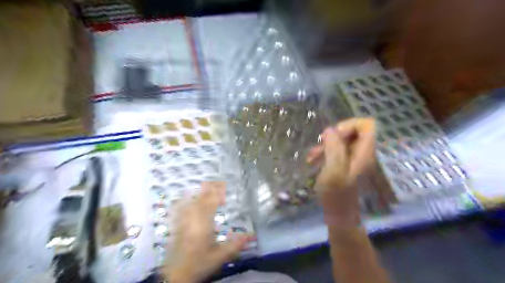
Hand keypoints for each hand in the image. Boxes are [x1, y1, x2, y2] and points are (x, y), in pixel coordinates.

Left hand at [165, 181, 251, 282]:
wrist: (175, 276)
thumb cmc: (199, 264)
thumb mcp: (220, 257)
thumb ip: (235, 245)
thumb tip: (251, 236)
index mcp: (203, 225)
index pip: (211, 203)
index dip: (217, 193)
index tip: (224, 186)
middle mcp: (192, 220)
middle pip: (200, 199)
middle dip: (209, 189)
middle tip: (217, 182)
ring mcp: (182, 222)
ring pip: (190, 202)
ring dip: (198, 193)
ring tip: (205, 186)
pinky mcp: (176, 226)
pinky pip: (179, 209)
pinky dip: (184, 200)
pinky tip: (185, 196)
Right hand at [306, 117, 375, 227]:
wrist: (338, 215)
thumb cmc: (336, 194)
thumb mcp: (333, 170)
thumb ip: (334, 148)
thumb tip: (330, 130)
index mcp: (364, 153)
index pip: (367, 125)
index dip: (349, 125)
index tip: (333, 136)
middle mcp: (362, 153)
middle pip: (353, 131)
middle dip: (334, 136)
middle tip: (320, 145)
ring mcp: (354, 159)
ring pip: (343, 141)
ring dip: (326, 145)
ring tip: (312, 156)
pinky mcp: (346, 165)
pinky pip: (337, 151)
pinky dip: (325, 152)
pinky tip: (313, 161)